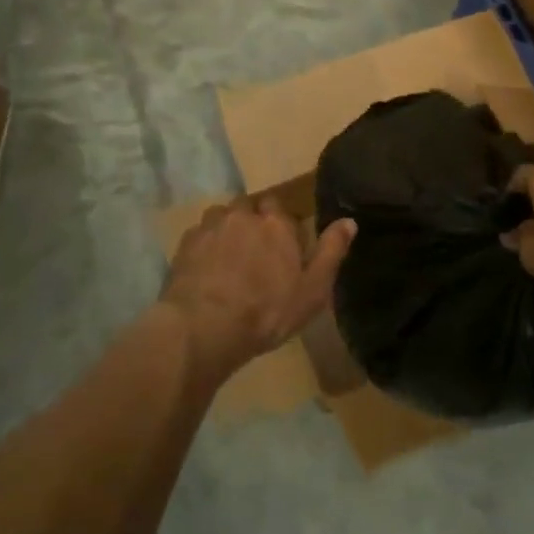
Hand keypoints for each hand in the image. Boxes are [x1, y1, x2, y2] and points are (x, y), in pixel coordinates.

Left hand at [161, 199, 356, 383]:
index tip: (282, 246)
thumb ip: (331, 252)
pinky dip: (205, 246)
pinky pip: (199, 235)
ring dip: (227, 230)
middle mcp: (243, 215)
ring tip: (229, 258)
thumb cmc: (267, 312)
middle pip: (249, 207)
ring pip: (222, 216)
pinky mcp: (184, 244)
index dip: (280, 224)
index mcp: (276, 224)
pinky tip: (206, 269)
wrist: (204, 327)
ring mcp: (210, 227)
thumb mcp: (313, 290)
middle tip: (255, 252)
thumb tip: (349, 221)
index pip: (279, 207)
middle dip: (252, 221)